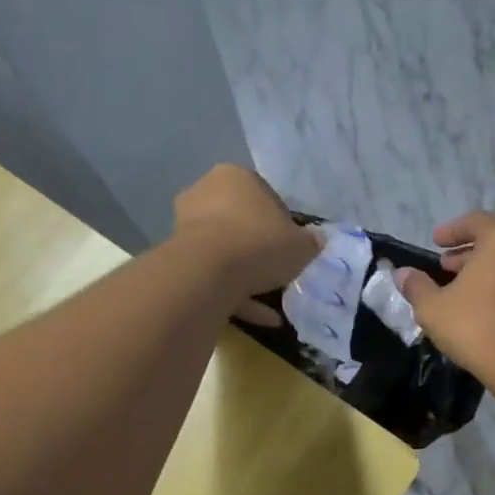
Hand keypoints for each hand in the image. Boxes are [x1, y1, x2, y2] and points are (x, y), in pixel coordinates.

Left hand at [172, 166, 319, 322]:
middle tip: (280, 270)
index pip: (266, 197)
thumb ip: (311, 241)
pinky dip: (235, 295)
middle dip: (260, 247)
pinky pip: (213, 275)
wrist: (207, 272)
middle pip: (241, 223)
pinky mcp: (177, 258)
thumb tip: (317, 240)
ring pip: (225, 252)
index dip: (284, 224)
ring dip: (247, 275)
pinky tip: (261, 318)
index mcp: (235, 177)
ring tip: (272, 303)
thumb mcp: (301, 245)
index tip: (294, 247)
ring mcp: (186, 227)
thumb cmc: (259, 244)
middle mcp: (205, 193)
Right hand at [395, 211, 494, 378]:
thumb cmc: (475, 325)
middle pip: (494, 240)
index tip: (435, 242)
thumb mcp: (433, 307)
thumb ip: (417, 285)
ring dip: (483, 270)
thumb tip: (402, 274)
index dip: (451, 230)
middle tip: (444, 266)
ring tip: (459, 288)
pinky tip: (481, 306)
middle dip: (467, 252)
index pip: (475, 221)